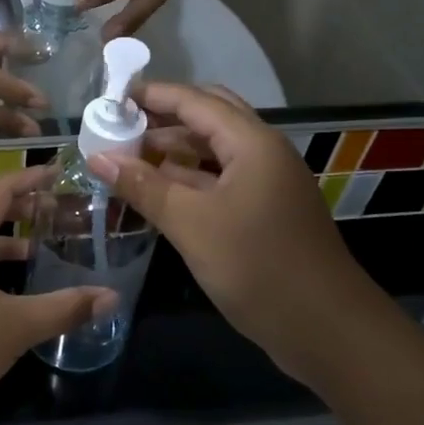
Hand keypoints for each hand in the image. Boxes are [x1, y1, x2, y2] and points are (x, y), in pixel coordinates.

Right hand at [88, 82, 362, 370]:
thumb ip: (144, 186)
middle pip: (208, 118)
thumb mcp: (192, 224)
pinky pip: (219, 180)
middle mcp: (262, 153)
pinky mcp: (264, 212)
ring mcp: (266, 183)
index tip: (110, 99)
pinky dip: (188, 178)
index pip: (195, 101)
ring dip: (174, 150)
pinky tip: (156, 191)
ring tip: (128, 158)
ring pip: (214, 151)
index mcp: (252, 143)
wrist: (326, 329)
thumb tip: (98, 157)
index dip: (152, 95)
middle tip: (120, 128)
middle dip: (164, 118)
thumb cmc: (258, 266)